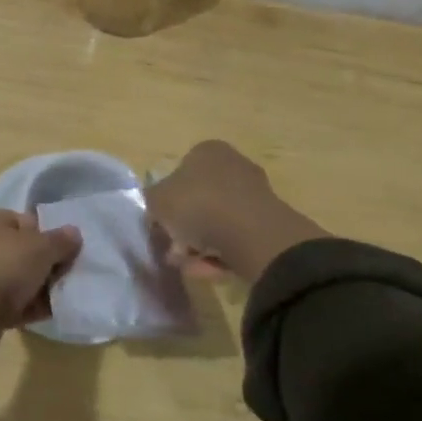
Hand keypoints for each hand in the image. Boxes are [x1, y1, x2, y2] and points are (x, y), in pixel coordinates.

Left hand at [0, 206, 81, 331]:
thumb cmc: (1, 266)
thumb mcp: (40, 248)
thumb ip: (60, 240)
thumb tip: (73, 233)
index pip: (18, 220)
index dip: (43, 236)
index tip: (61, 254)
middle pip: (13, 251)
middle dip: (39, 266)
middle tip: (60, 279)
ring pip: (7, 278)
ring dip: (31, 289)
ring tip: (54, 301)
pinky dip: (18, 307)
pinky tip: (40, 316)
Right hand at [147, 140, 326, 281]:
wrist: (252, 234)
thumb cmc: (198, 204)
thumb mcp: (158, 199)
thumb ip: (153, 200)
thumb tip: (157, 206)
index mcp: (208, 151)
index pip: (181, 170)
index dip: (168, 197)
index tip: (161, 221)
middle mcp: (234, 165)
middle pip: (201, 197)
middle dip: (185, 224)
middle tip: (173, 247)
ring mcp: (254, 194)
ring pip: (218, 220)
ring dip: (200, 243)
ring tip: (187, 265)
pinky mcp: (268, 223)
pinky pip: (235, 238)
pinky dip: (220, 254)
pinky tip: (207, 270)